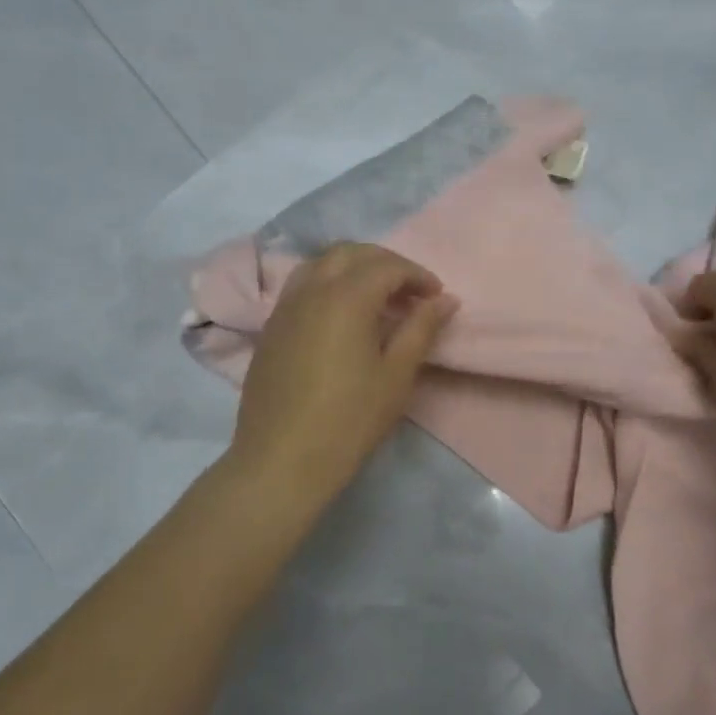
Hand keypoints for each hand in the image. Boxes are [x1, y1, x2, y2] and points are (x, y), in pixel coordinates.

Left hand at [227, 243, 458, 500]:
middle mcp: (311, 289)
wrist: (281, 461)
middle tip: (410, 293)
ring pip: (321, 264)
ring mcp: (285, 306)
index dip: (417, 275)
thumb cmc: (348, 420)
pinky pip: (302, 286)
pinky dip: (328, 284)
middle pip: (351, 253)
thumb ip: (421, 328)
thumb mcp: (396, 375)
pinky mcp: (270, 327)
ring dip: (353, 269)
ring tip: (376, 300)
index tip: (437, 297)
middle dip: (385, 264)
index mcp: (346, 296)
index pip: (387, 266)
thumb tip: (445, 300)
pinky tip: (342, 318)